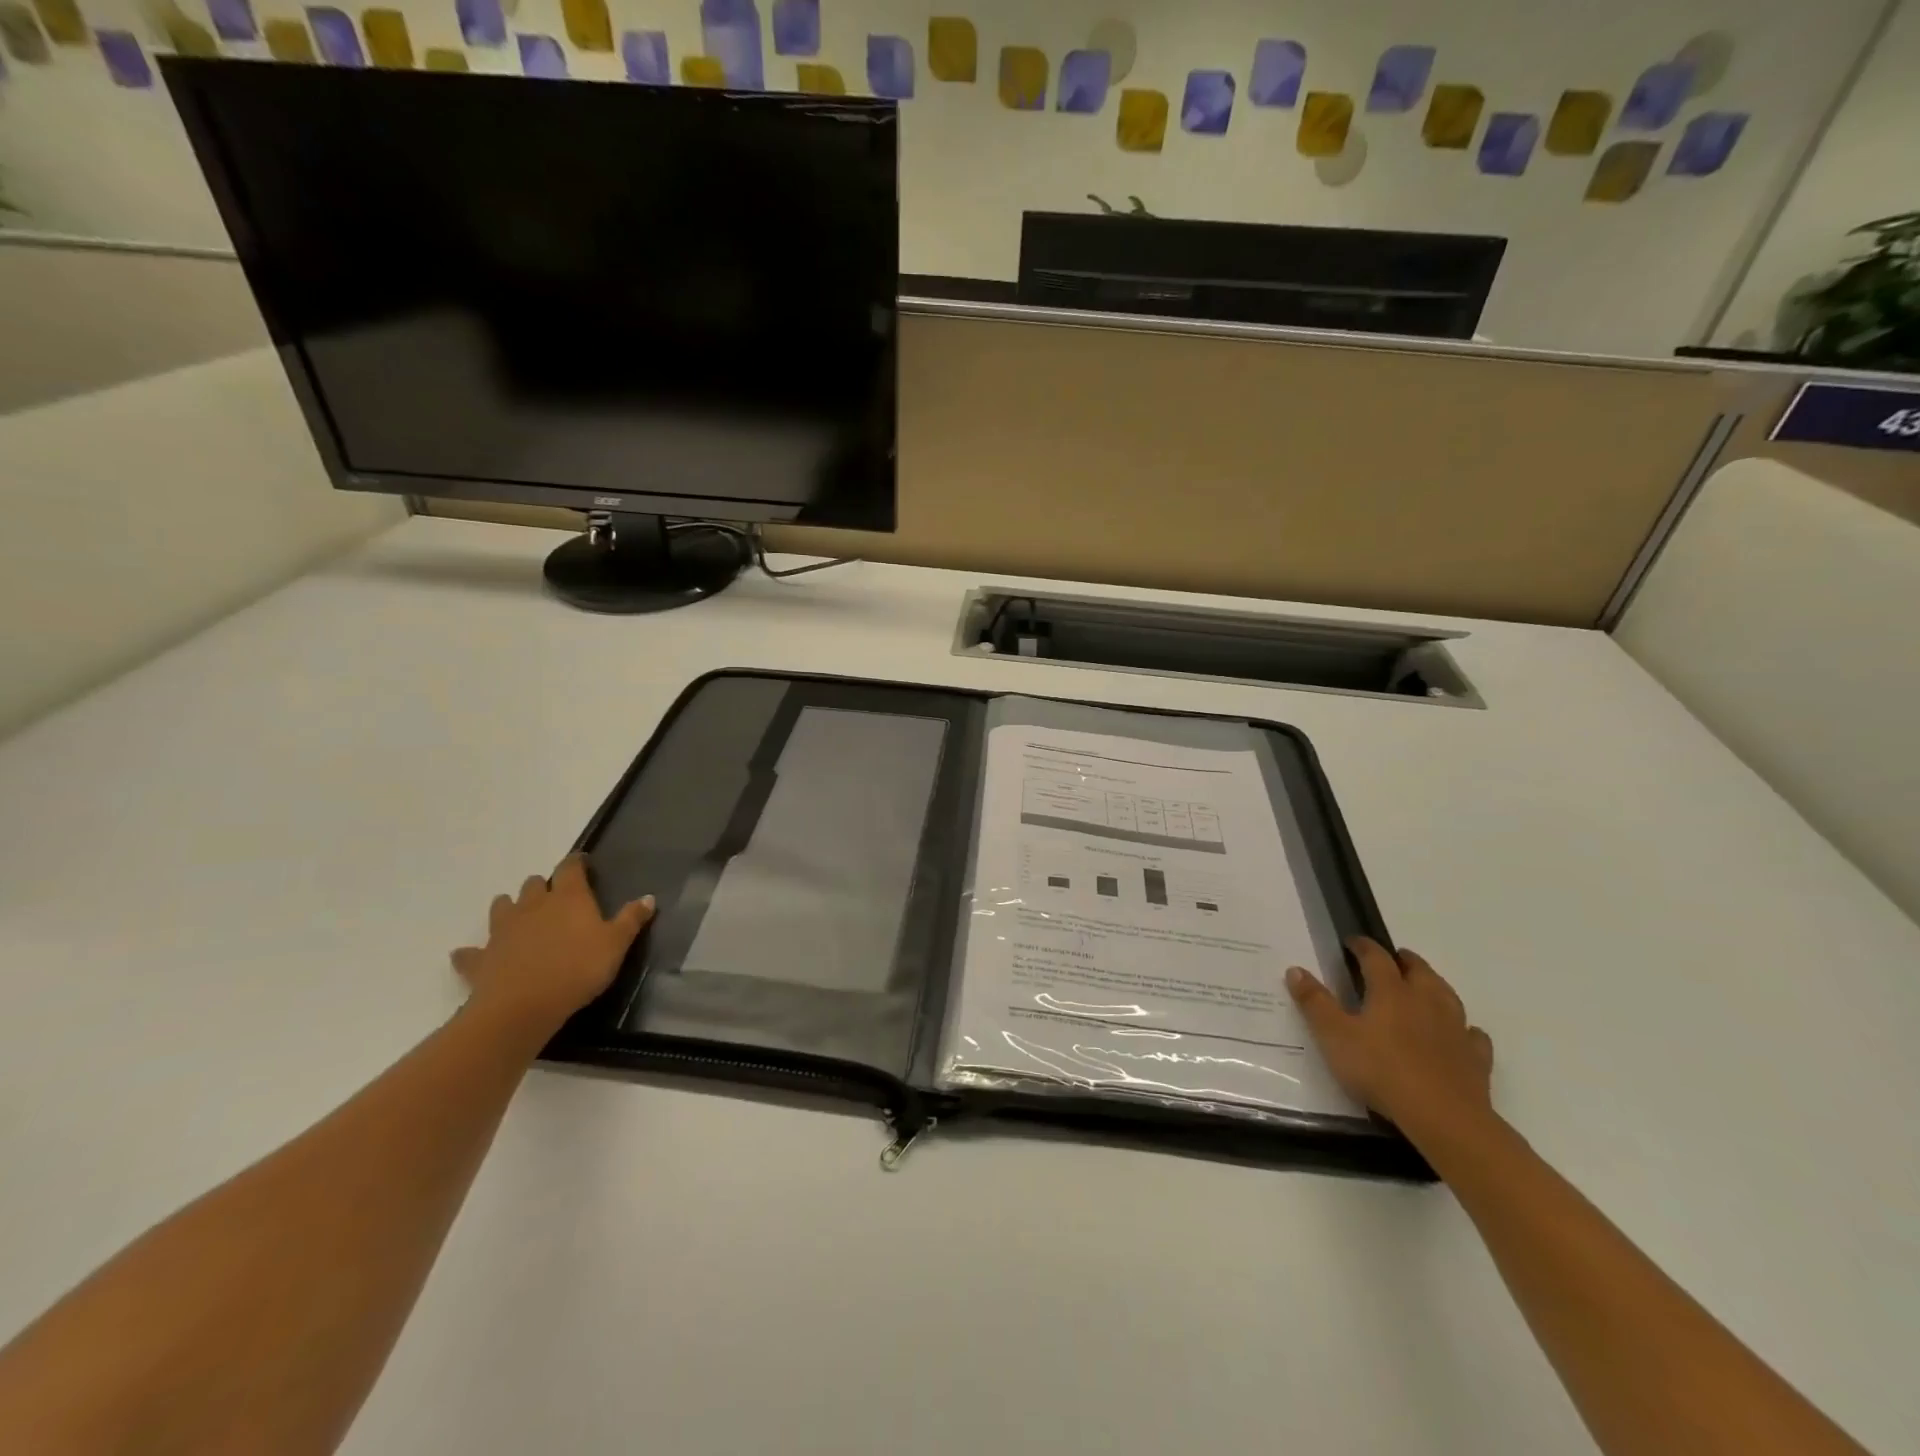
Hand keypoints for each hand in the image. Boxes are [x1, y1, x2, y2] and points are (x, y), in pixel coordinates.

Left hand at [451, 854, 653, 1031]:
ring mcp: (502, 930)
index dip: (576, 862)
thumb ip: (631, 919)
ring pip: (501, 906)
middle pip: (534, 884)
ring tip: (519, 918)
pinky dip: (472, 953)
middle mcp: (533, 905)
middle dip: (543, 887)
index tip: (583, 863)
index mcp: (568, 898)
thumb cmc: (578, 969)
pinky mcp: (480, 958)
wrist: (522, 1007)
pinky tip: (472, 956)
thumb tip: (648, 897)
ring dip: (509, 908)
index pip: (570, 867)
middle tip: (555, 899)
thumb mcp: (616, 945)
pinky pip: (470, 952)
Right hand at [1287, 938, 1493, 1139]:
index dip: (1363, 946)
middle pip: (1418, 969)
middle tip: (1392, 959)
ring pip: (1447, 995)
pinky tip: (1460, 1034)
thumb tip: (1295, 969)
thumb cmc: (1381, 1070)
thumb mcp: (1334, 1036)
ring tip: (1423, 987)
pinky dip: (1464, 1029)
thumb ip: (1315, 1002)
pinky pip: (1472, 1034)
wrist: (1443, 1117)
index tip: (1352, 942)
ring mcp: (1455, 1028)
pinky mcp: (1475, 1057)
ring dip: (1434, 986)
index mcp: (1391, 991)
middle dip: (1404, 960)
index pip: (1376, 957)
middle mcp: (1426, 1001)